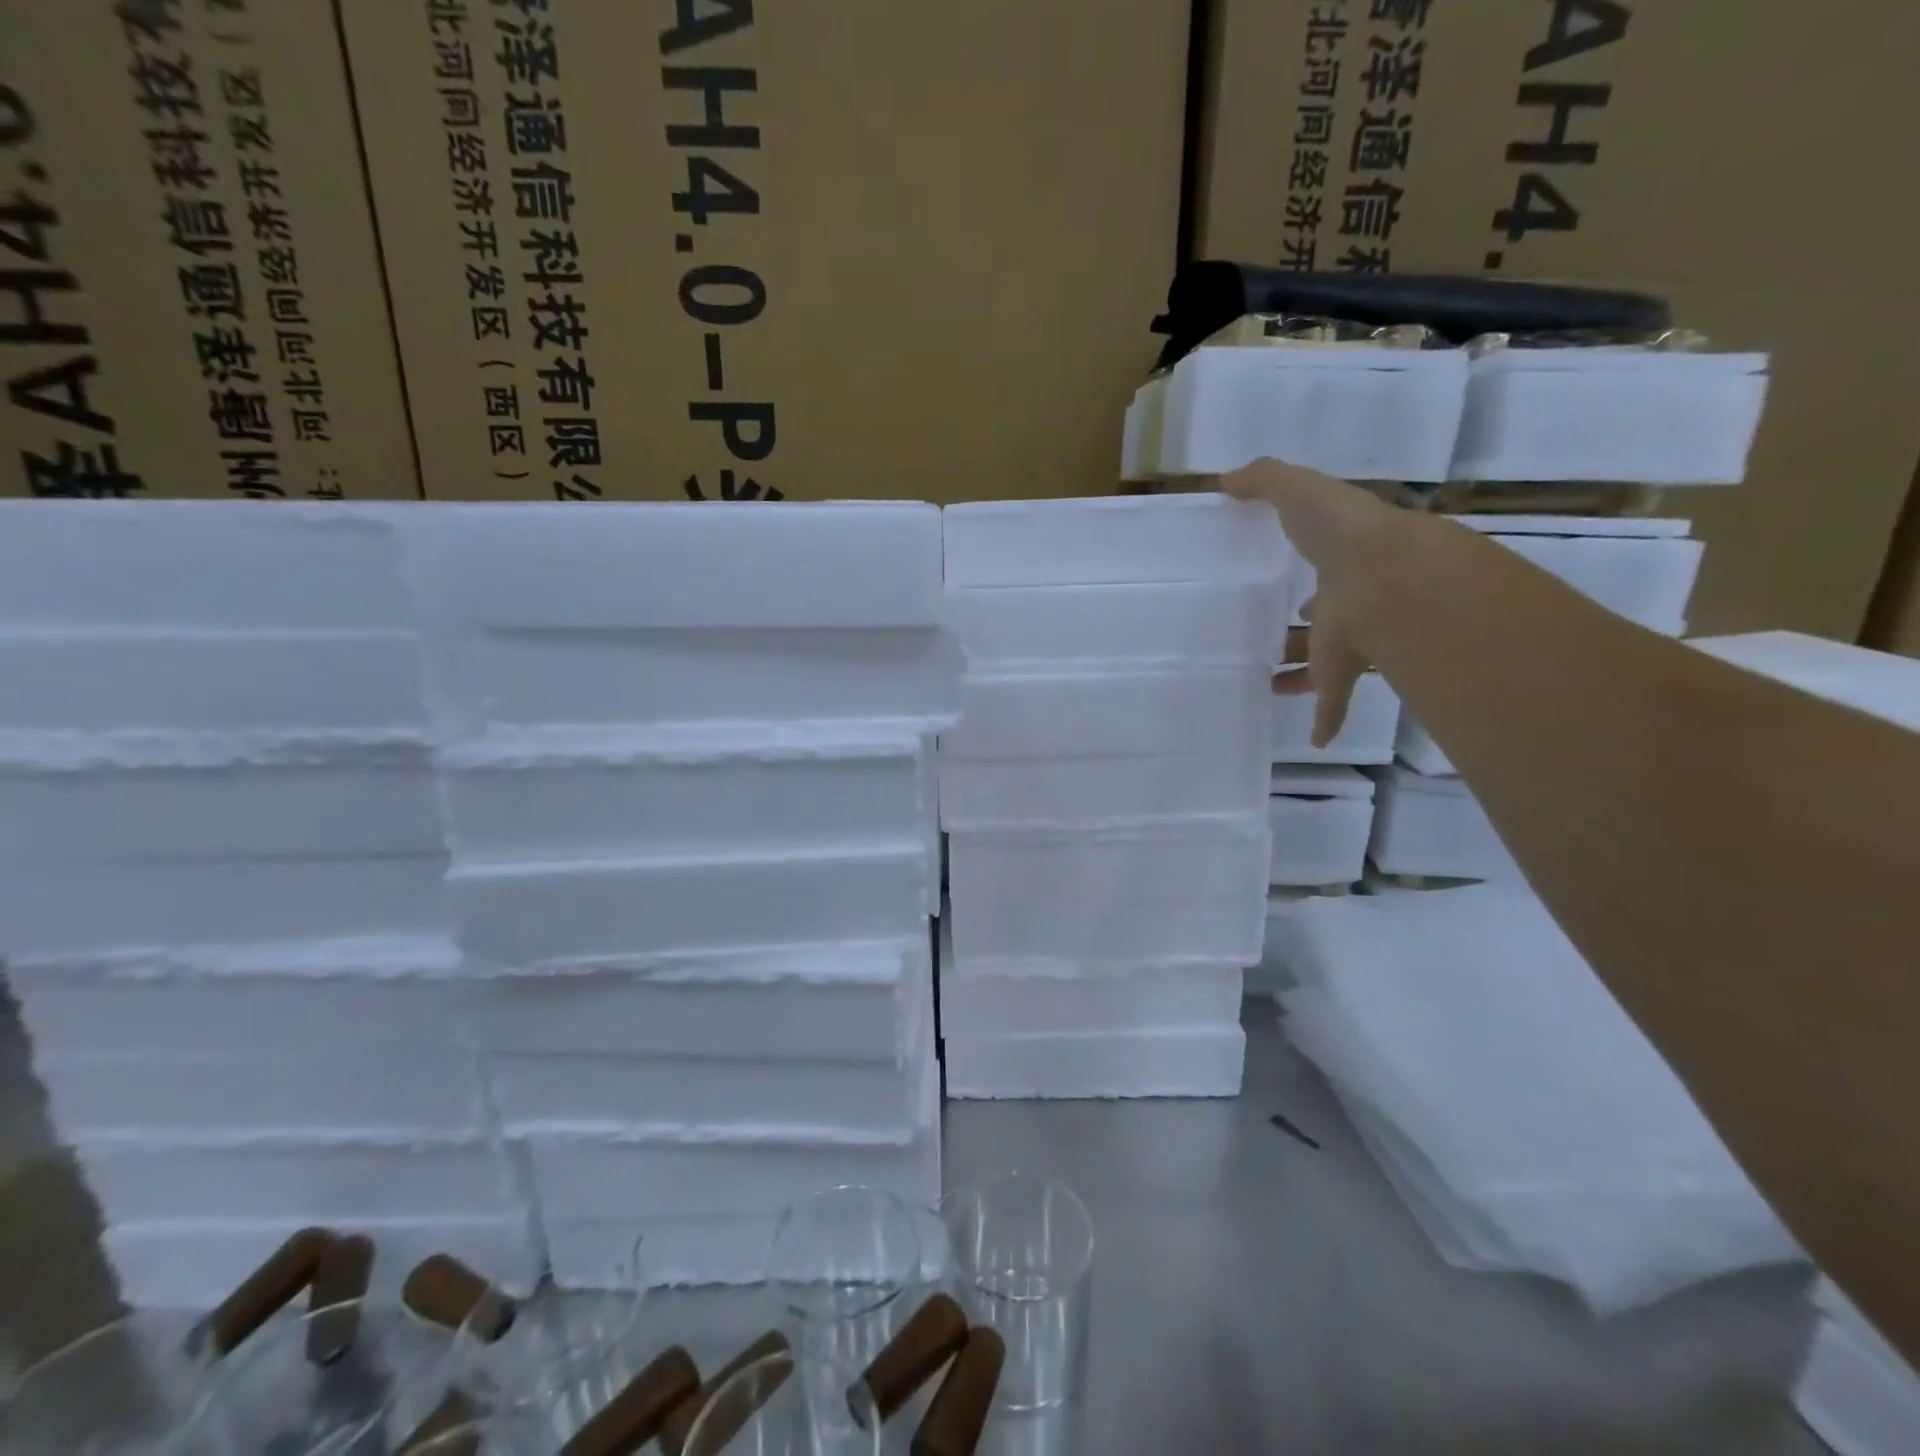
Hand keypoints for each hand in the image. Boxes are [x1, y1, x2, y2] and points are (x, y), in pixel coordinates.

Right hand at [1223, 458, 1388, 747]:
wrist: (1383, 574)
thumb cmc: (1339, 531)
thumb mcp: (1297, 489)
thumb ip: (1263, 480)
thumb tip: (1225, 481)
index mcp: (1342, 566)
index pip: (1327, 580)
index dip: (1311, 591)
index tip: (1294, 602)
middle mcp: (1349, 607)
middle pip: (1321, 627)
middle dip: (1300, 636)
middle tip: (1274, 647)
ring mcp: (1349, 644)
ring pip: (1323, 668)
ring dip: (1300, 678)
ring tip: (1269, 686)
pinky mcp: (1344, 675)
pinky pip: (1334, 705)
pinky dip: (1326, 722)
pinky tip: (1315, 739)